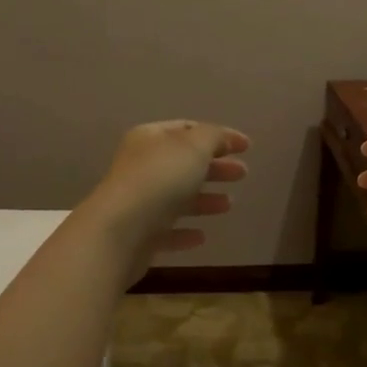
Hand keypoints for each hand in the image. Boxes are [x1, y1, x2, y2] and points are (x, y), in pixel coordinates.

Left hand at [83, 120, 249, 273]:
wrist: (120, 231)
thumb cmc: (159, 179)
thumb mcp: (194, 147)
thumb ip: (214, 137)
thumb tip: (227, 138)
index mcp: (150, 139)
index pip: (187, 130)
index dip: (218, 136)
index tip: (246, 147)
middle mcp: (141, 167)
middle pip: (183, 164)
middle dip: (214, 167)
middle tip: (243, 173)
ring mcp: (138, 202)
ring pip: (176, 197)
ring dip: (204, 200)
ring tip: (229, 204)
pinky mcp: (139, 235)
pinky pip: (167, 230)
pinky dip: (185, 231)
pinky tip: (201, 236)